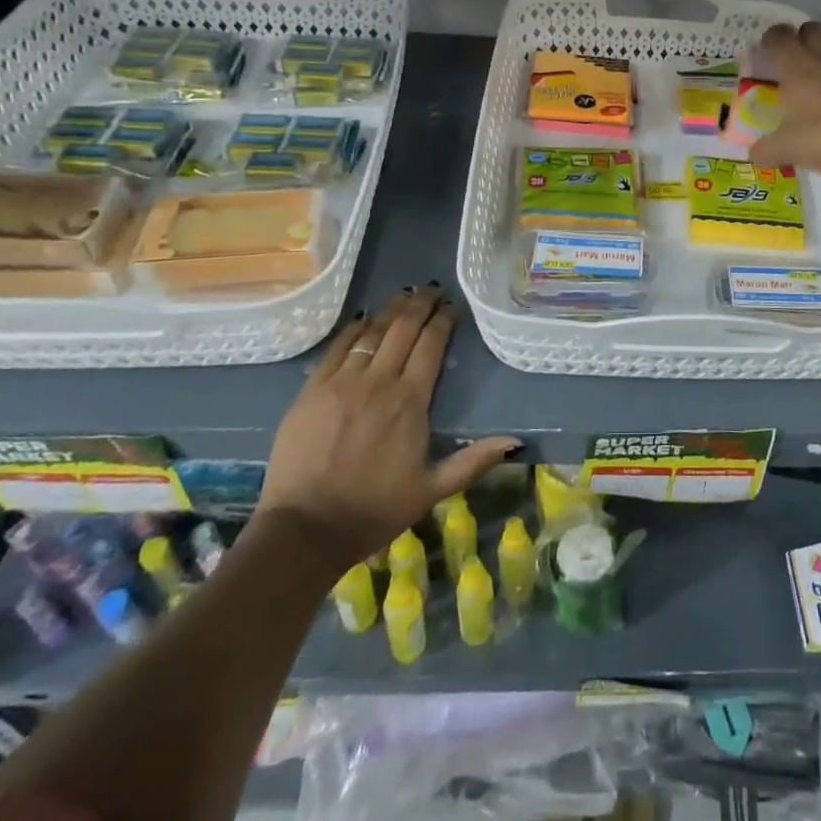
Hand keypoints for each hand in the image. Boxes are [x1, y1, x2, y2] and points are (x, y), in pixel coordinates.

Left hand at [255, 287, 518, 561]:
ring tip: (404, 296)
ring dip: (391, 310)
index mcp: (410, 401)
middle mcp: (378, 381)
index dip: (443, 321)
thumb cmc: (374, 510)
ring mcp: (342, 382)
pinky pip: (337, 347)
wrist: (304, 529)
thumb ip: (473, 461)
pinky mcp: (312, 390)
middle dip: (420, 304)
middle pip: (403, 328)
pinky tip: (364, 319)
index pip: (431, 345)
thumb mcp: (432, 490)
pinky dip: (354, 329)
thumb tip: (515, 442)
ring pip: (372, 332)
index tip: (452, 307)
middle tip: (432, 290)